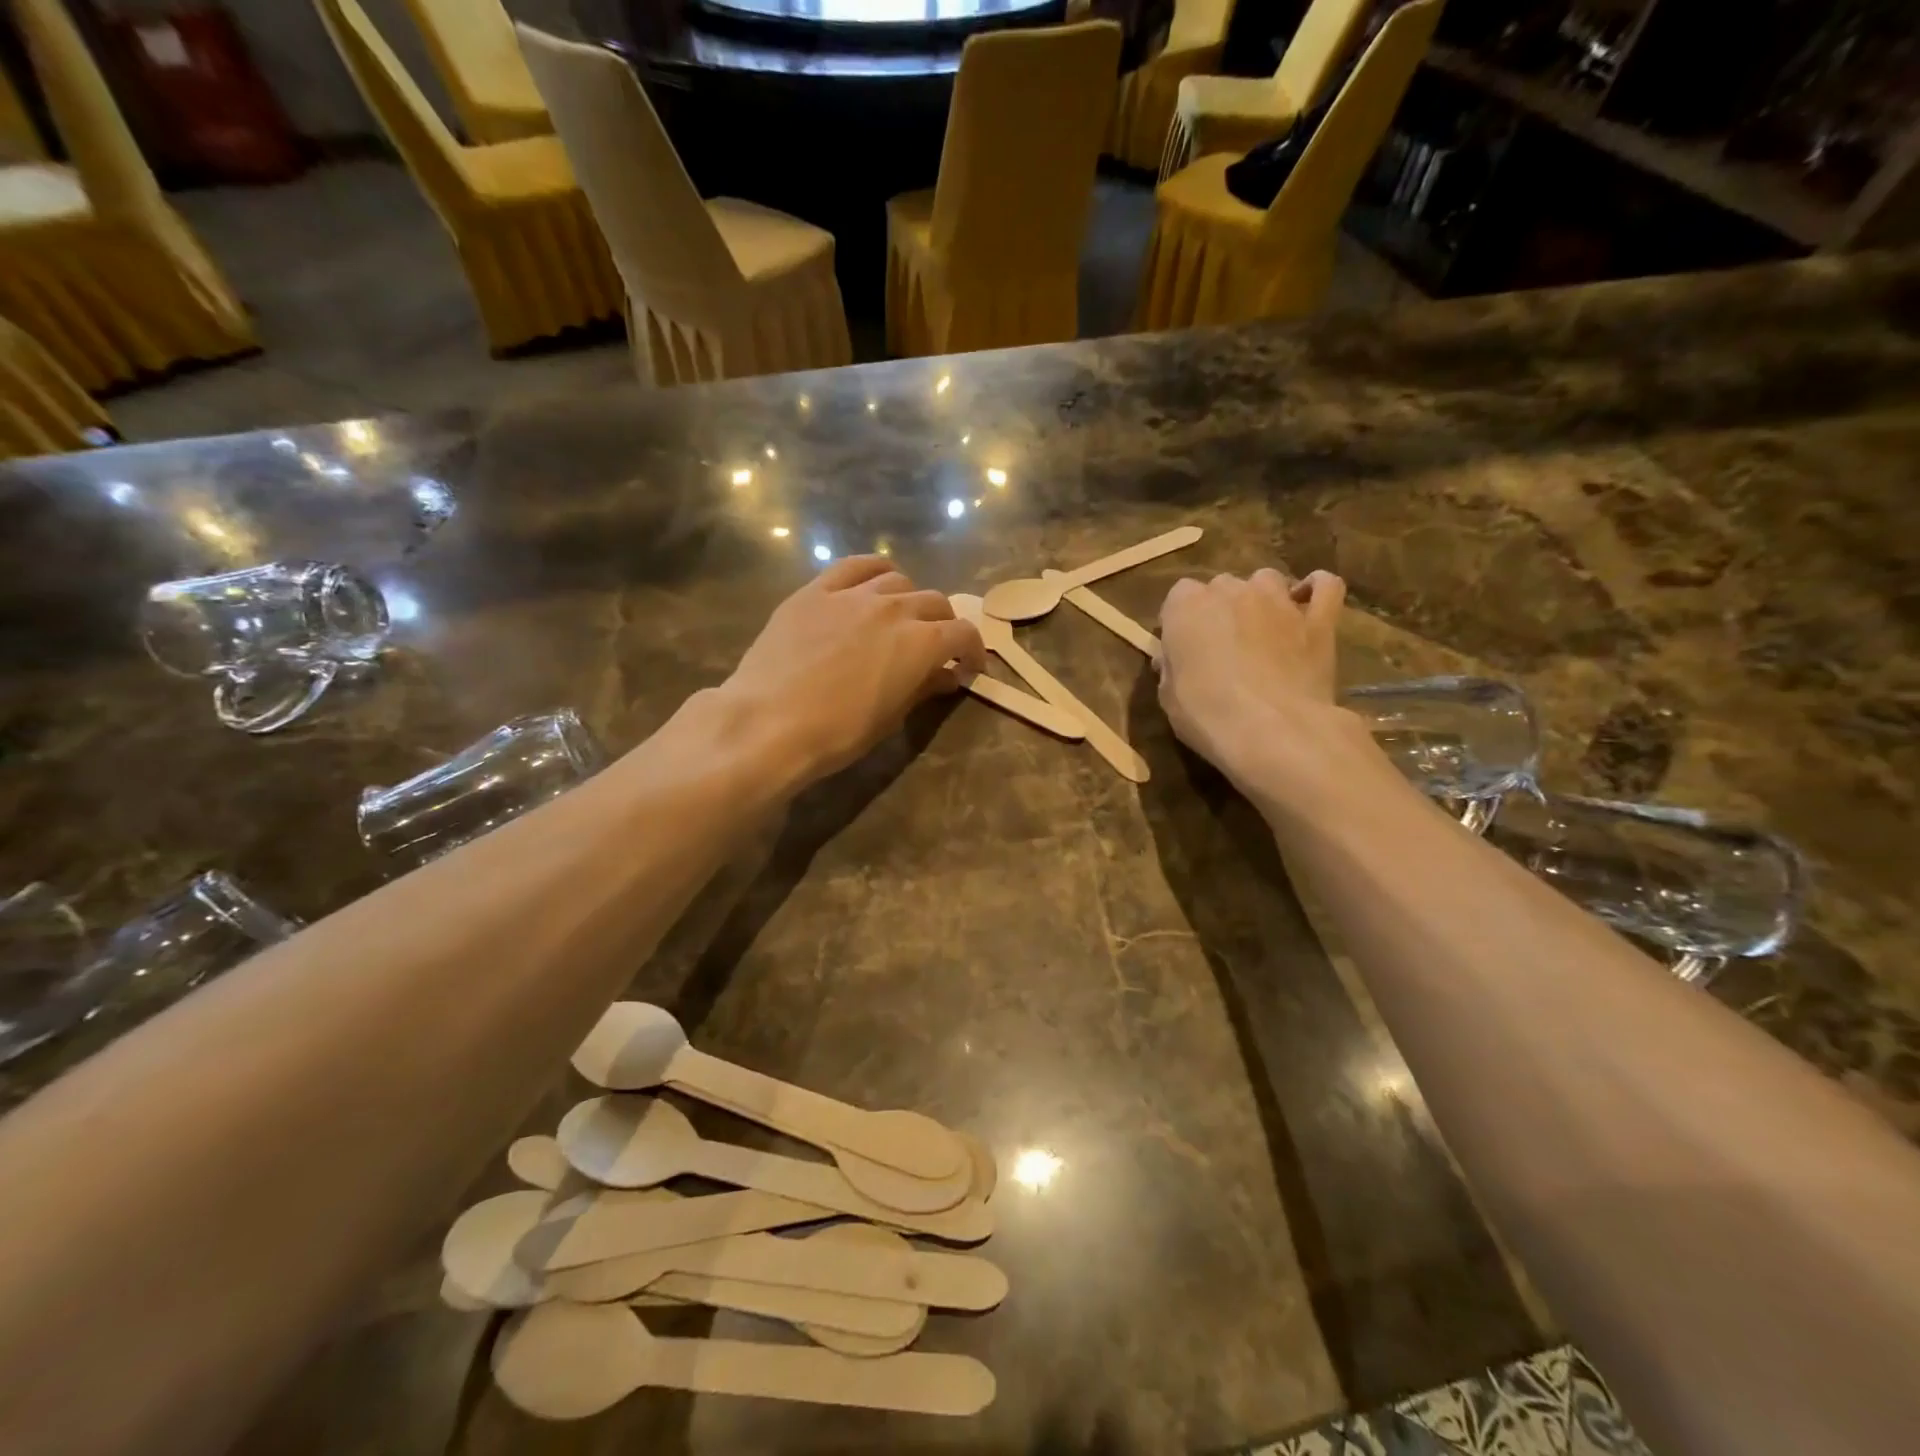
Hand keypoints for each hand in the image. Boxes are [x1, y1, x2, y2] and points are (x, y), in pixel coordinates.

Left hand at [721, 556, 986, 781]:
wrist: (770, 722)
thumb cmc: (838, 732)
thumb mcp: (891, 717)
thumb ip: (923, 687)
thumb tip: (946, 676)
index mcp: (921, 643)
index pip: (963, 633)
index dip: (972, 649)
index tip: (968, 666)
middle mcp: (895, 608)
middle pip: (934, 602)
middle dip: (943, 624)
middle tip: (935, 646)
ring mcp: (853, 594)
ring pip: (897, 581)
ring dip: (909, 599)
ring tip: (900, 618)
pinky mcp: (816, 591)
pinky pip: (854, 566)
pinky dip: (873, 571)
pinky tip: (873, 583)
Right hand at [1158, 569, 1365, 803]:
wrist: (1273, 731)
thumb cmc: (1208, 714)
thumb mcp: (1169, 697)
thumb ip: (1172, 667)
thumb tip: (1176, 659)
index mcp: (1187, 606)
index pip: (1179, 596)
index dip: (1181, 621)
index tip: (1183, 647)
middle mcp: (1232, 591)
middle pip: (1222, 586)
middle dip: (1221, 609)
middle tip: (1222, 645)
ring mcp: (1279, 601)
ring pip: (1267, 580)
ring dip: (1261, 598)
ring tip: (1261, 628)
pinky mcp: (1319, 619)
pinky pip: (1325, 586)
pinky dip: (1316, 590)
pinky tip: (1307, 607)